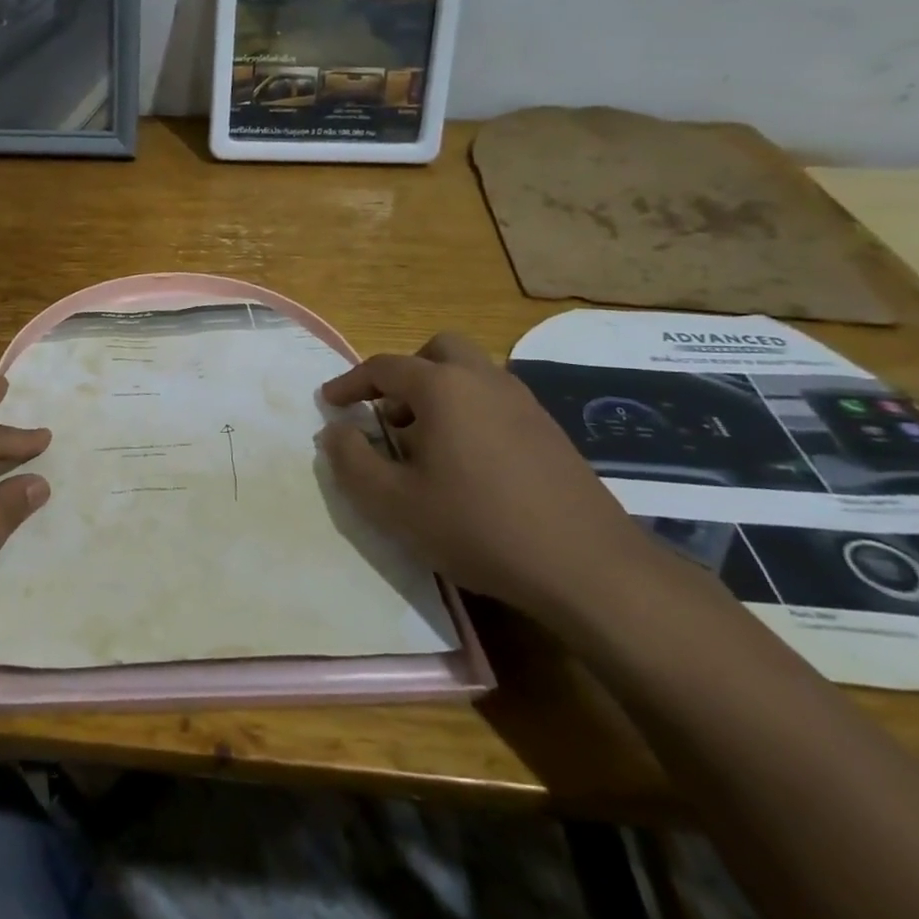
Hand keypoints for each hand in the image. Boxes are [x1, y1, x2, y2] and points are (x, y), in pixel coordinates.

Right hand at [317, 332, 654, 624]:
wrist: (589, 568)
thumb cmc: (477, 527)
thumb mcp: (392, 503)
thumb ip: (350, 461)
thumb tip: (334, 431)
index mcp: (442, 388)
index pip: (384, 367)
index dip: (350, 382)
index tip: (330, 402)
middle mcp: (484, 381)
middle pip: (437, 350)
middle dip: (405, 373)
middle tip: (387, 412)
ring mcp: (524, 403)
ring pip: (471, 374)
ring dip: (439, 393)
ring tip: (423, 442)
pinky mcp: (550, 431)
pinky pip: (496, 401)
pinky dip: (469, 412)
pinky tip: (467, 463)